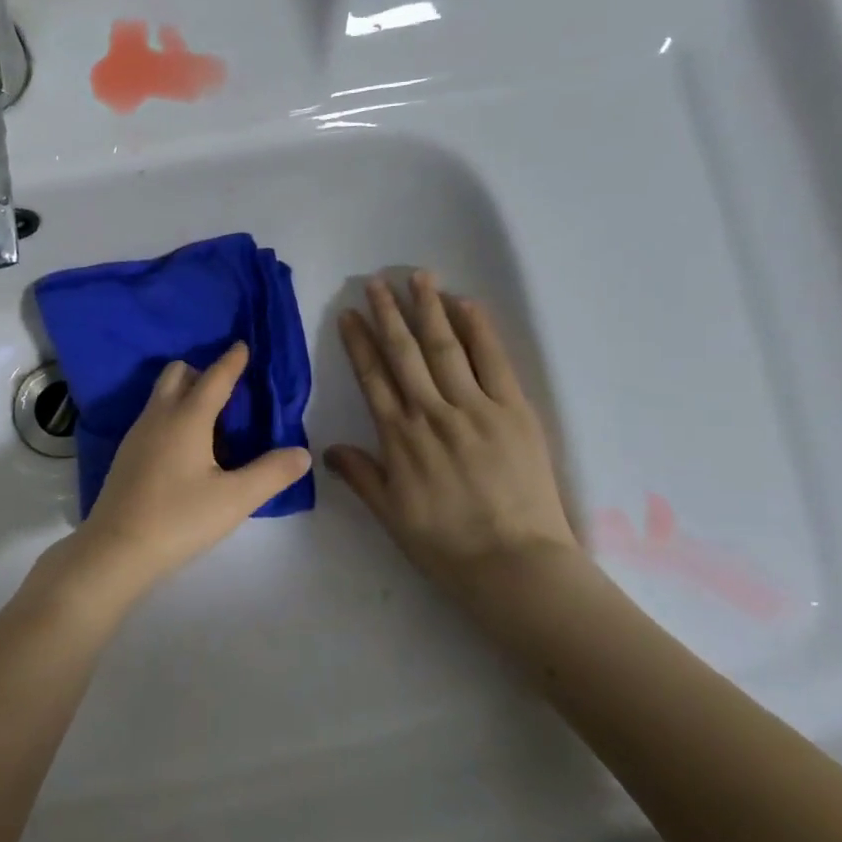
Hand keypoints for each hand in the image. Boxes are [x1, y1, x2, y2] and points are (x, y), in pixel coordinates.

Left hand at [71, 343, 311, 589]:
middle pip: (177, 374)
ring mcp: (137, 435)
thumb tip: (302, 453)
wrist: (116, 549)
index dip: (232, 361)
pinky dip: (172, 416)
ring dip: (185, 394)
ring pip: (161, 396)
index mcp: (187, 418)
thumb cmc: (179, 519)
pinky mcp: (126, 455)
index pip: (214, 378)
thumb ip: (271, 473)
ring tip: (212, 423)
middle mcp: (158, 416)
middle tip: (229, 391)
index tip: (242, 345)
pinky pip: (153, 417)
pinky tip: (186, 450)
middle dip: (203, 372)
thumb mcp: (235, 499)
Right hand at [325, 271, 576, 596]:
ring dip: (429, 310)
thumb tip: (328, 450)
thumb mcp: (390, 514)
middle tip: (376, 281)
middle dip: (388, 314)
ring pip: (446, 348)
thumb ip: (360, 475)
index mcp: (399, 437)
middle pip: (405, 353)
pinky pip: (494, 361)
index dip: (359, 343)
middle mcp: (432, 413)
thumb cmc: (445, 544)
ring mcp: (475, 409)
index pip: (373, 378)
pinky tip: (465, 304)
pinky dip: (479, 330)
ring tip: (417, 277)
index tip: (349, 314)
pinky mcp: (514, 412)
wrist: (513, 564)